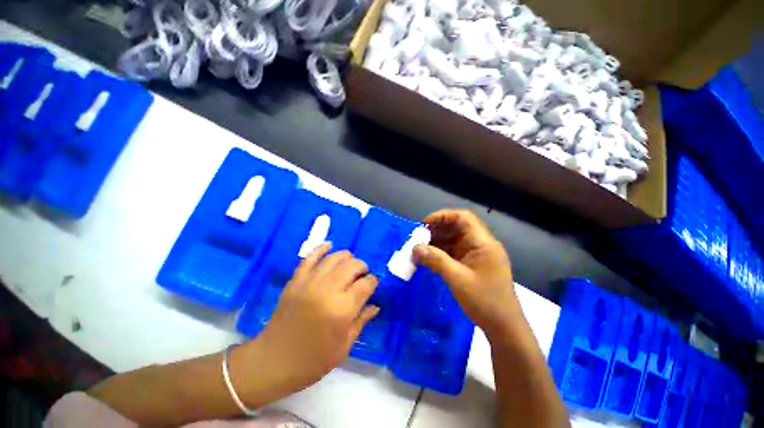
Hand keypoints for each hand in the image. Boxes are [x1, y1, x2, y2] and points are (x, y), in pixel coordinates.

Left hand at [232, 243, 378, 405]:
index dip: (373, 281)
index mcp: (342, 309)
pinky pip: (310, 258)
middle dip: (362, 267)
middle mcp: (328, 290)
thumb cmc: (313, 359)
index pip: (366, 284)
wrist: (273, 361)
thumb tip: (376, 305)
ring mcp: (310, 282)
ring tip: (350, 264)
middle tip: (362, 275)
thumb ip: (362, 320)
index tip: (373, 284)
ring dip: (347, 257)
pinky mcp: (296, 280)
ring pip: (335, 258)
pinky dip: (321, 249)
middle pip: (353, 265)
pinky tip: (329, 245)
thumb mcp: (344, 345)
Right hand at [413, 209, 518, 338]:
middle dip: (436, 230)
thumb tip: (415, 248)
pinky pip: (454, 253)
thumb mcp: (457, 279)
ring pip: (454, 240)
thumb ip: (435, 260)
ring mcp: (477, 255)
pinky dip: (441, 253)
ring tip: (419, 249)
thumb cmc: (485, 301)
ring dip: (437, 242)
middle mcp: (481, 245)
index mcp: (483, 242)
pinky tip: (428, 258)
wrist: (505, 328)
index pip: (463, 217)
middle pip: (457, 228)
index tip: (424, 224)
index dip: (442, 216)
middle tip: (418, 238)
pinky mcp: (473, 265)